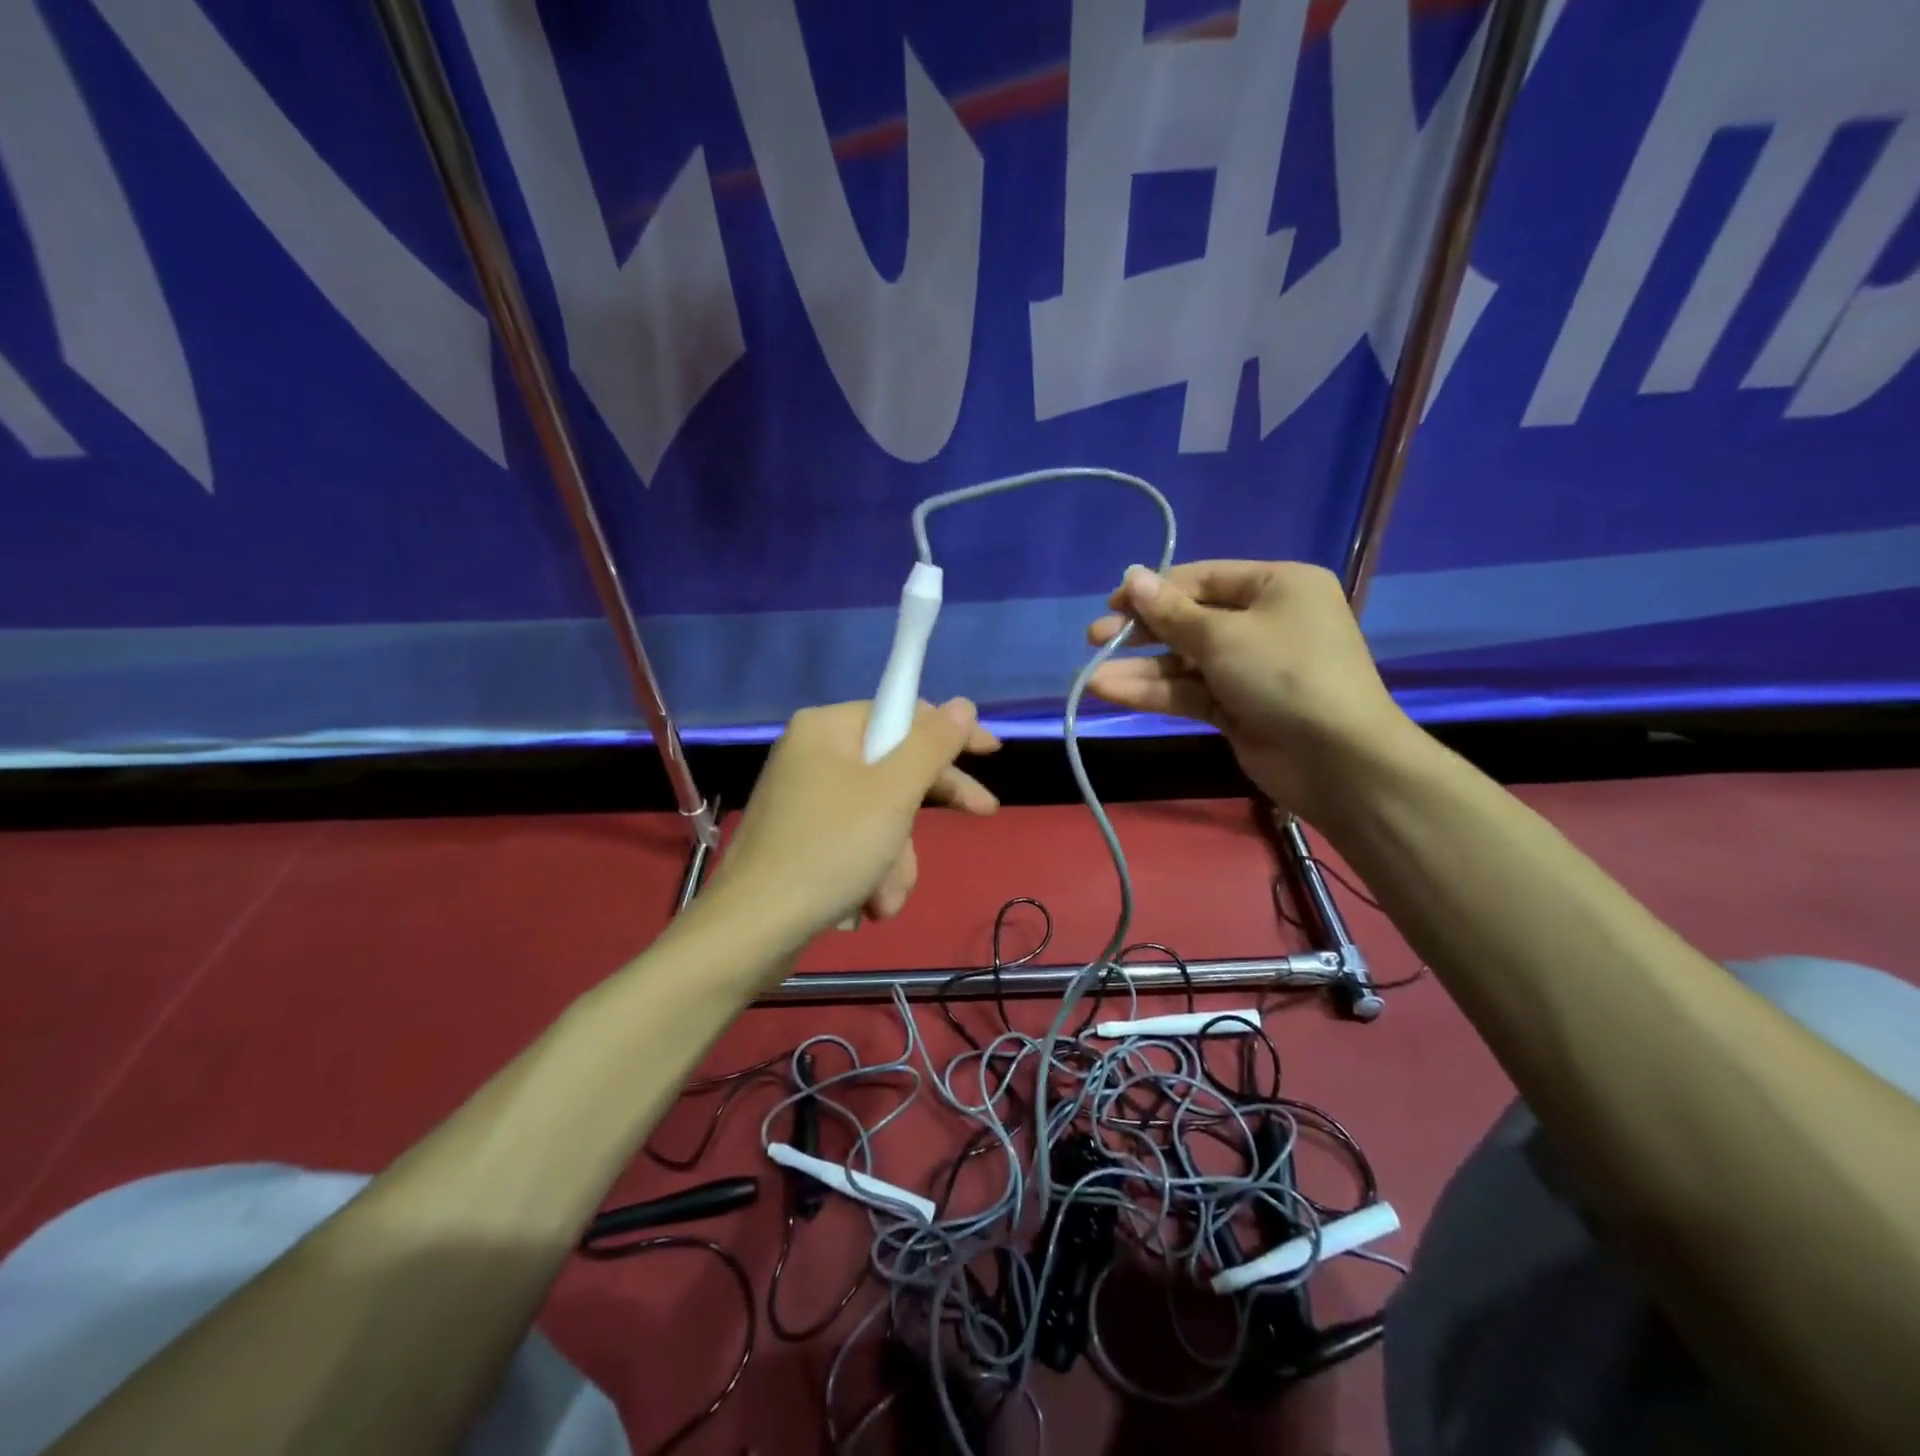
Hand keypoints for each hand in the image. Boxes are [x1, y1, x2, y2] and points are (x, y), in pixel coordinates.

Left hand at [705, 698, 999, 940]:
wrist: (753, 930)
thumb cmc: (829, 850)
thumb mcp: (893, 793)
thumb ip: (932, 745)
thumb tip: (962, 704)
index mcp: (827, 729)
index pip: (902, 714)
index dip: (950, 733)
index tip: (991, 752)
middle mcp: (813, 754)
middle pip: (894, 767)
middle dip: (922, 813)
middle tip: (982, 814)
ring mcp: (805, 799)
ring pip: (880, 816)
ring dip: (895, 860)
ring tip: (883, 897)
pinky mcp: (802, 838)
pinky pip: (856, 842)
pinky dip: (869, 872)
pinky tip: (865, 905)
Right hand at [1086, 561, 1412, 820]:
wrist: (1336, 760)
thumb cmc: (1285, 674)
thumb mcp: (1223, 636)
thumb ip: (1171, 612)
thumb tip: (1132, 577)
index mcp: (1277, 586)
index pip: (1204, 578)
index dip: (1155, 589)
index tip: (1112, 602)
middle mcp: (1265, 621)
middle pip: (1190, 619)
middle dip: (1142, 631)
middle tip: (1094, 637)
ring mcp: (1251, 668)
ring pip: (1185, 661)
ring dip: (1141, 668)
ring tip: (1090, 676)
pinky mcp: (1238, 707)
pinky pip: (1190, 691)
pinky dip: (1155, 692)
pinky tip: (1112, 692)